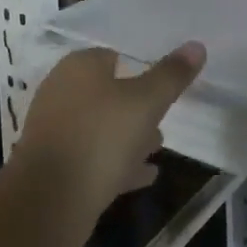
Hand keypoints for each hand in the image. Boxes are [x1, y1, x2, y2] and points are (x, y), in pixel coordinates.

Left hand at [12, 42, 205, 241]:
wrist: (49, 201)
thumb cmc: (100, 137)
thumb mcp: (146, 102)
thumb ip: (171, 75)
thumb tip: (197, 45)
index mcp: (79, 67)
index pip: (113, 57)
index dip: (138, 70)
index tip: (162, 87)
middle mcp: (62, 91)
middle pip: (106, 93)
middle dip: (135, 106)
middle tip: (163, 120)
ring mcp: (55, 129)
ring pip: (100, 126)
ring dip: (127, 136)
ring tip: (158, 148)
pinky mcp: (54, 165)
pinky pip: (91, 156)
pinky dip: (116, 162)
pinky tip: (143, 176)